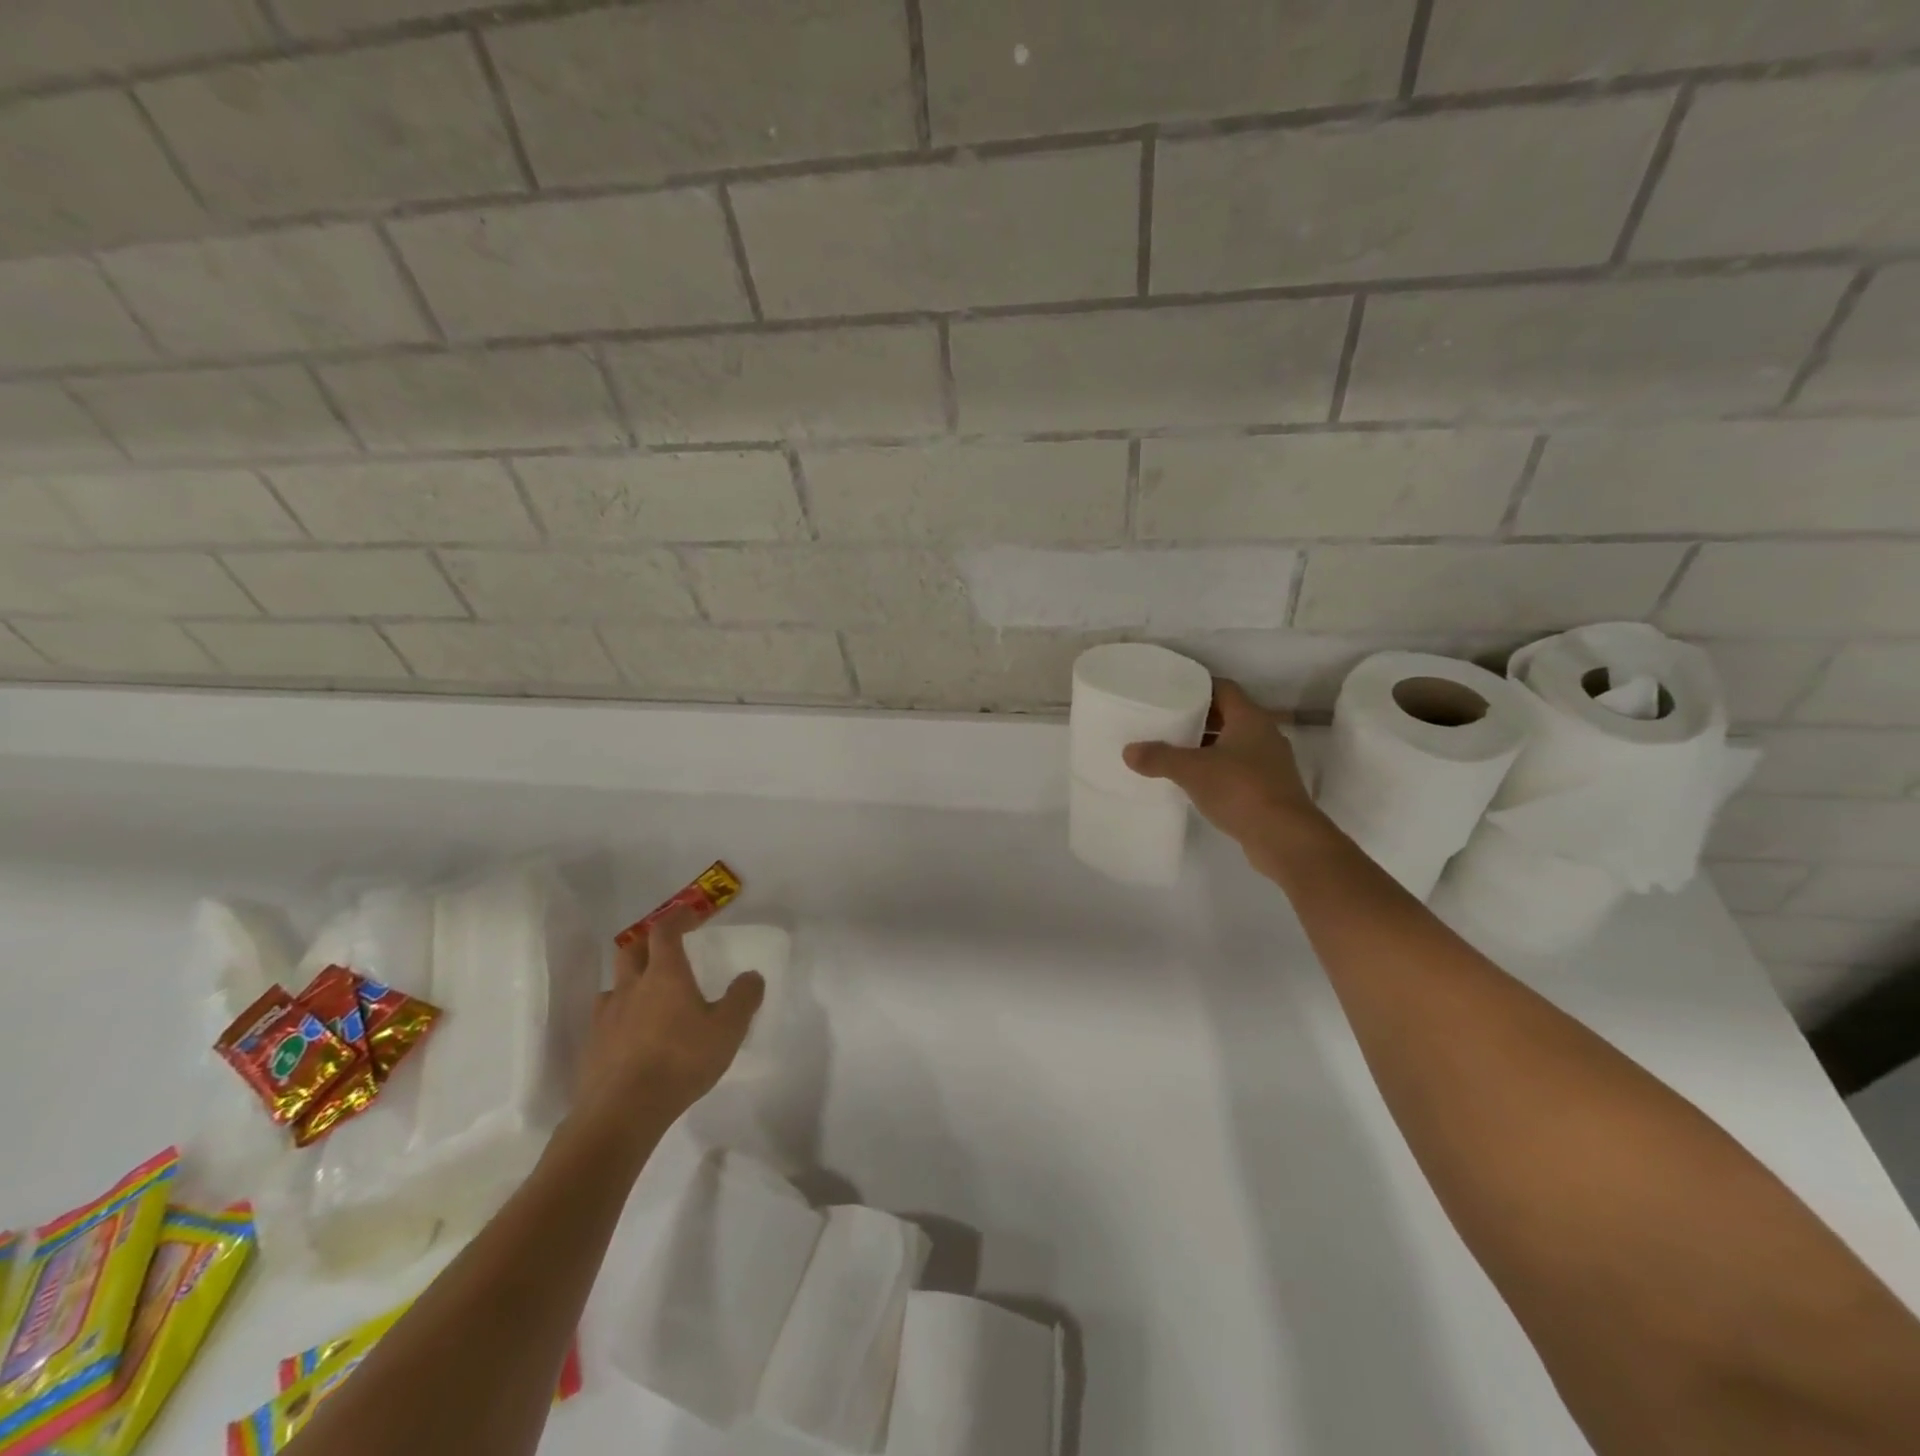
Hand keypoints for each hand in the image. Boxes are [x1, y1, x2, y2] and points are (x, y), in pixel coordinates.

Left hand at [573, 910, 764, 1148]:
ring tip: (646, 995)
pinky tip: (630, 1034)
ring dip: (630, 980)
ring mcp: (606, 1016)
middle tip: (665, 949)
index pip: (665, 931)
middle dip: (648, 942)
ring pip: (614, 984)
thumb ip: (743, 998)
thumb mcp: (728, 1029)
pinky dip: (619, 1016)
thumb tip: (751, 976)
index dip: (677, 917)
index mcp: (665, 974)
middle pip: (631, 950)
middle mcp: (631, 986)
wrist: (621, 1112)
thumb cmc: (681, 1061)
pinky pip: (604, 1018)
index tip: (689, 914)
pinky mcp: (592, 1046)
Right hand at [1123, 679, 1328, 875]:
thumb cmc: (1240, 790)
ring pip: (1233, 744)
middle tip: (1167, 722)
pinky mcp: (1270, 789)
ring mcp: (1270, 763)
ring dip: (1207, 747)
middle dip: (1198, 719)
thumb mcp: (1192, 771)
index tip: (1172, 693)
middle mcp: (1264, 735)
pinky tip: (1195, 782)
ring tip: (1175, 752)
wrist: (1285, 838)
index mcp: (1250, 719)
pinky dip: (1217, 770)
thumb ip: (1159, 757)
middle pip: (1228, 716)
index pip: (1223, 689)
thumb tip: (1128, 751)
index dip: (1198, 687)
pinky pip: (1238, 769)